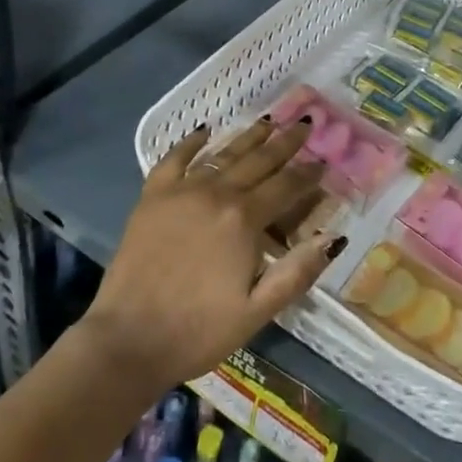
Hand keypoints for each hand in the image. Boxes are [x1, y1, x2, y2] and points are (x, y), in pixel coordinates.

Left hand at [79, 119, 347, 390]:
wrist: (127, 340)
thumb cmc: (198, 331)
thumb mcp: (257, 311)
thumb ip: (297, 272)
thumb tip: (333, 238)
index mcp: (244, 220)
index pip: (286, 187)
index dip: (308, 174)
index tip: (324, 161)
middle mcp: (216, 194)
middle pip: (258, 161)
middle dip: (285, 143)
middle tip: (305, 124)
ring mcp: (181, 191)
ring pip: (223, 155)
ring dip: (249, 137)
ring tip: (269, 121)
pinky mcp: (152, 197)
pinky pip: (175, 159)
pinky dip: (191, 142)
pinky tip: (205, 130)